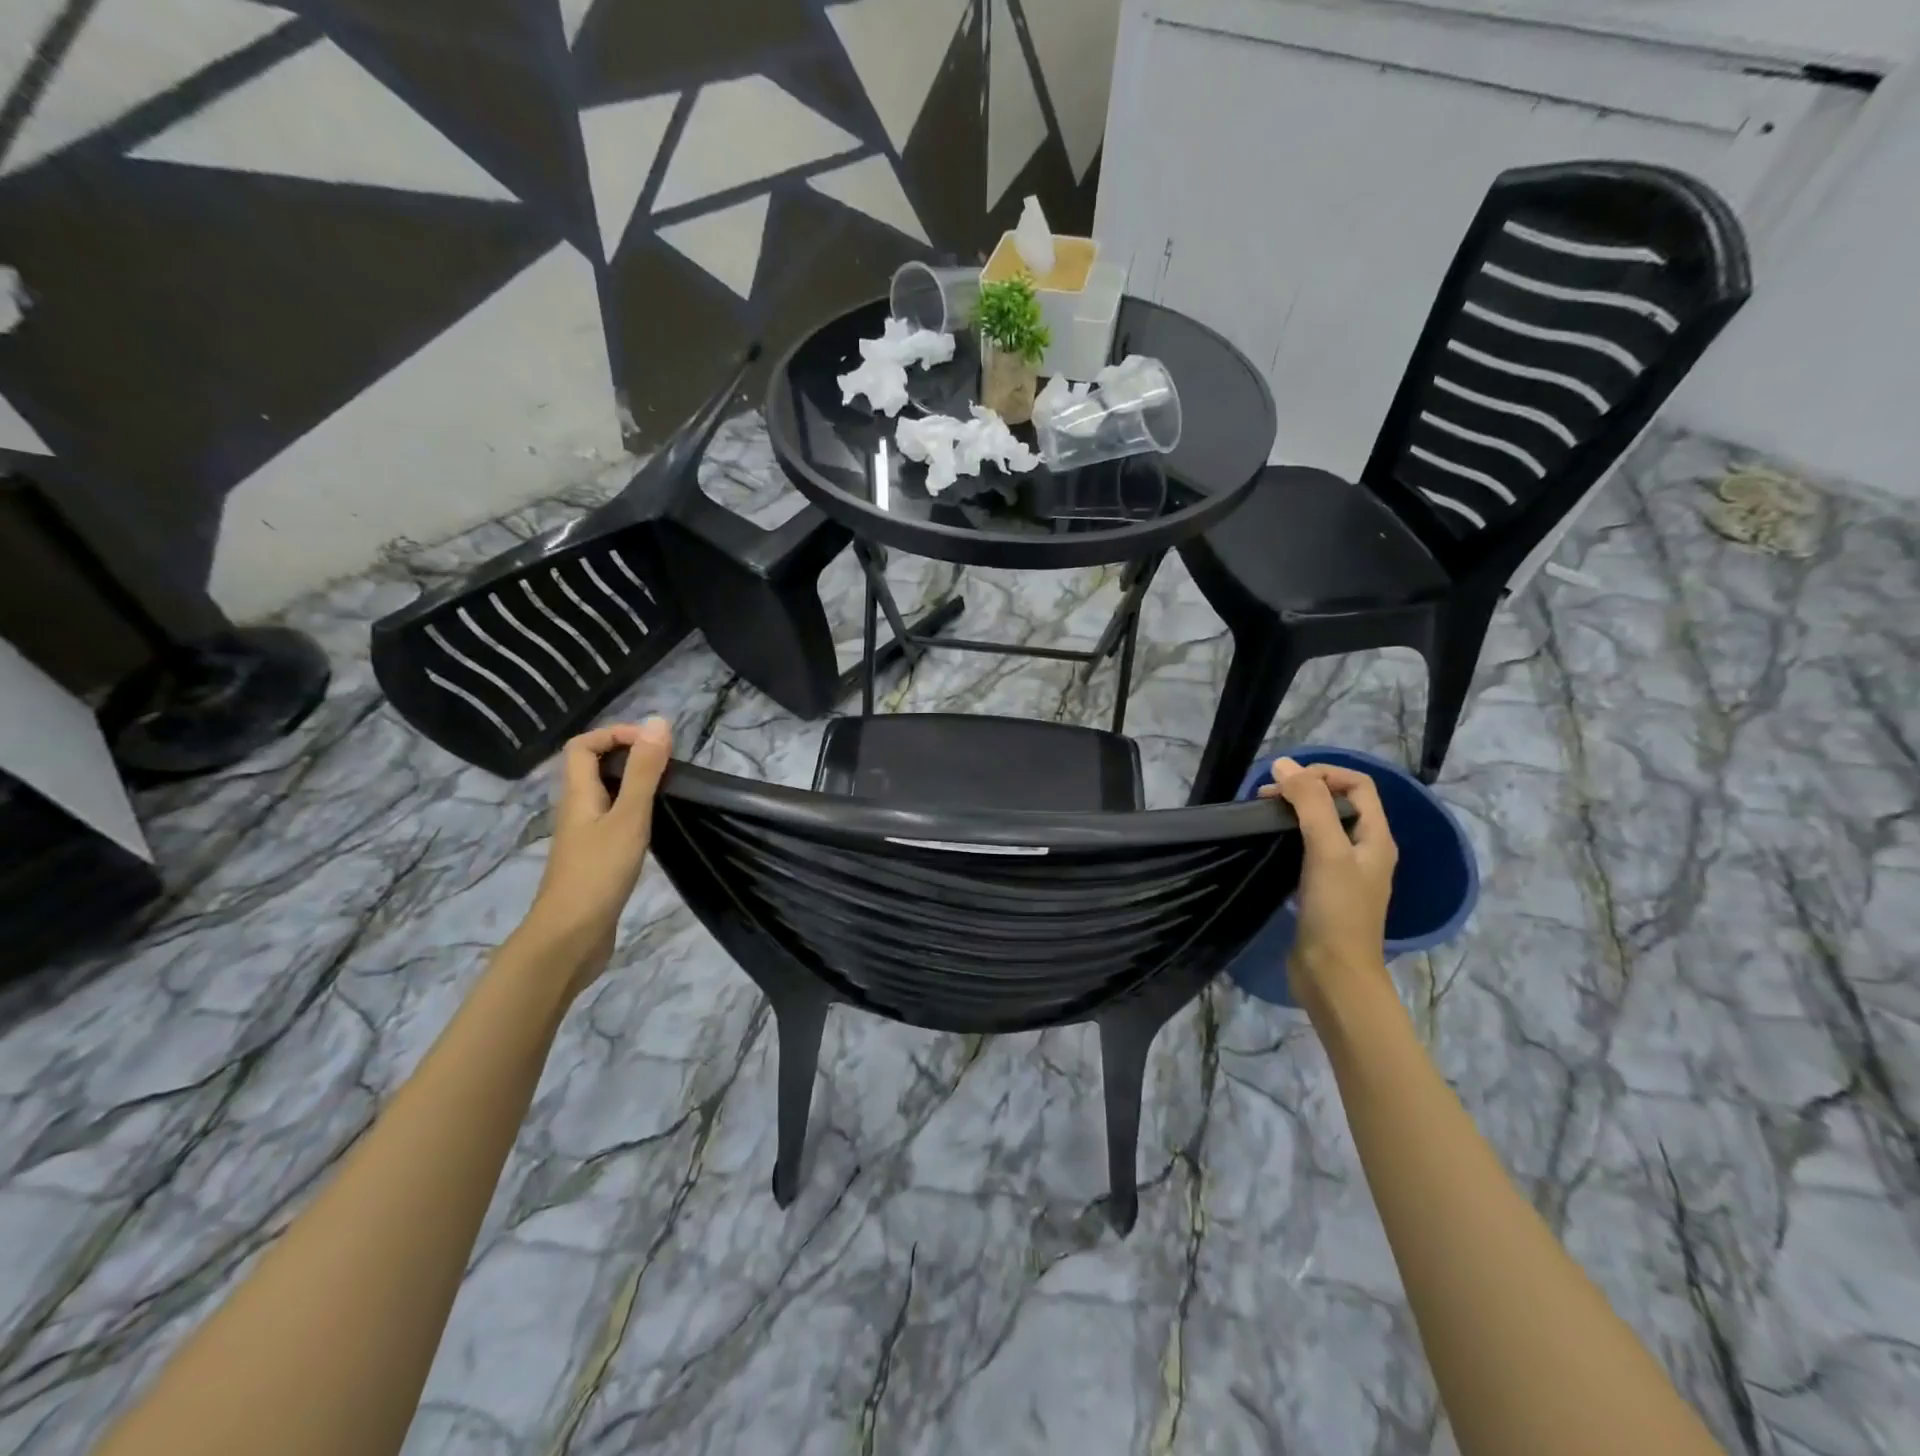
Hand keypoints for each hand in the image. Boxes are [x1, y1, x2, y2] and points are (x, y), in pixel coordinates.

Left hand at [517, 718, 672, 997]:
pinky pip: (614, 822)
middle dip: (628, 757)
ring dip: (634, 785)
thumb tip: (658, 722)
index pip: (582, 747)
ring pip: (606, 797)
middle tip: (668, 765)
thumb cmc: (598, 874)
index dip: (614, 734)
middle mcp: (577, 811)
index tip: (652, 743)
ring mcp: (584, 838)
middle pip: (593, 769)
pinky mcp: (595, 860)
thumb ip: (644, 772)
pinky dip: (635, 813)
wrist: (570, 939)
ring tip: (668, 790)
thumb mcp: (628, 818)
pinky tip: (656, 826)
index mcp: (578, 795)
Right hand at [1261, 757, 1397, 1012]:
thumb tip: (1284, 764)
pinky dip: (1289, 839)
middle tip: (1265, 798)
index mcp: (1376, 838)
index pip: (1358, 785)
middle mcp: (1365, 851)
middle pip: (1338, 804)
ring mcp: (1344, 873)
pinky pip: (1308, 851)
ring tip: (1262, 817)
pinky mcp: (1322, 891)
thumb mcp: (1326, 850)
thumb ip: (1309, 804)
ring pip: (1321, 827)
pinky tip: (1268, 846)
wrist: (1333, 975)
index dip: (1324, 773)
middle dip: (1304, 791)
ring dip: (1294, 814)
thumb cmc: (1337, 911)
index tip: (1286, 781)